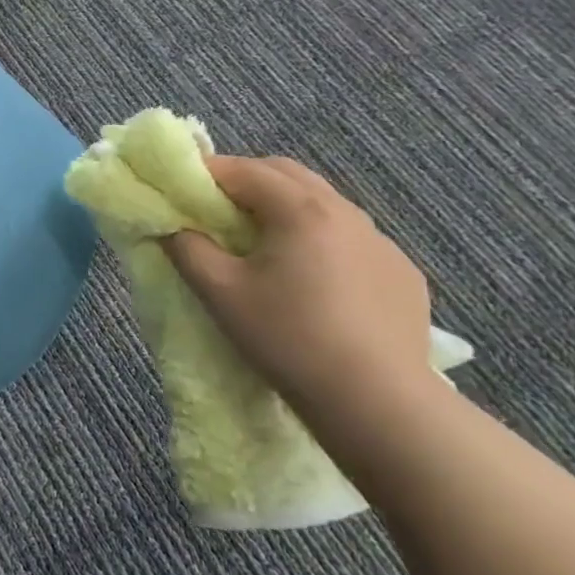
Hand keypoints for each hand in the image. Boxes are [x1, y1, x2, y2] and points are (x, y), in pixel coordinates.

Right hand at [165, 156, 434, 426]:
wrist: (378, 404)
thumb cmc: (288, 338)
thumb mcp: (220, 293)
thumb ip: (187, 249)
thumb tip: (173, 226)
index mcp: (301, 209)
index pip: (244, 170)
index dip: (206, 174)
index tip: (180, 189)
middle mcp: (346, 212)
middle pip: (287, 175)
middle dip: (246, 181)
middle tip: (215, 210)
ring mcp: (381, 242)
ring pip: (323, 204)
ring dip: (286, 208)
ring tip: (262, 244)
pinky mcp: (402, 273)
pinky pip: (351, 239)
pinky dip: (321, 240)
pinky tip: (312, 280)